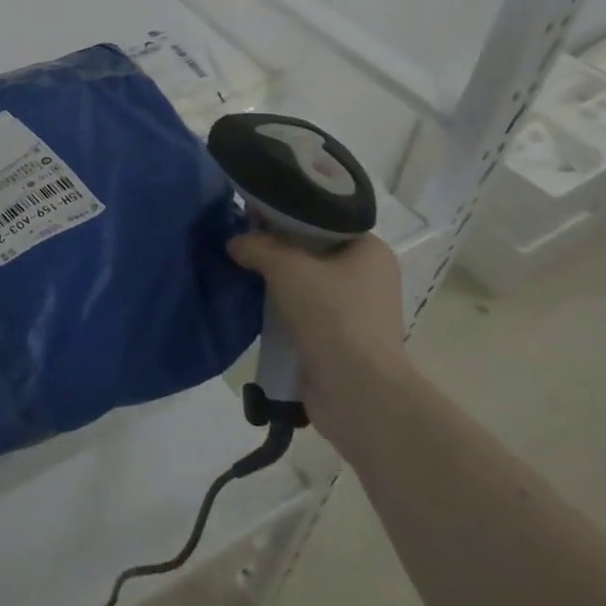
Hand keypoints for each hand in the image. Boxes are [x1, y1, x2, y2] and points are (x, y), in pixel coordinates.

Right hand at [226, 232, 413, 453]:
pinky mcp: (340, 339)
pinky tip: (254, 304)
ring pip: (306, 283)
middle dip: (277, 247)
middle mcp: (369, 276)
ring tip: (241, 268)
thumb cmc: (332, 315)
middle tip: (241, 240)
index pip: (323, 220)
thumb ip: (257, 246)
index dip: (286, 214)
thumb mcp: (287, 267)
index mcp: (370, 250)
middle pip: (313, 250)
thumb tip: (235, 242)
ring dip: (277, 280)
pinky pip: (304, 312)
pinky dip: (282, 308)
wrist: (357, 391)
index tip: (252, 214)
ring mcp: (357, 311)